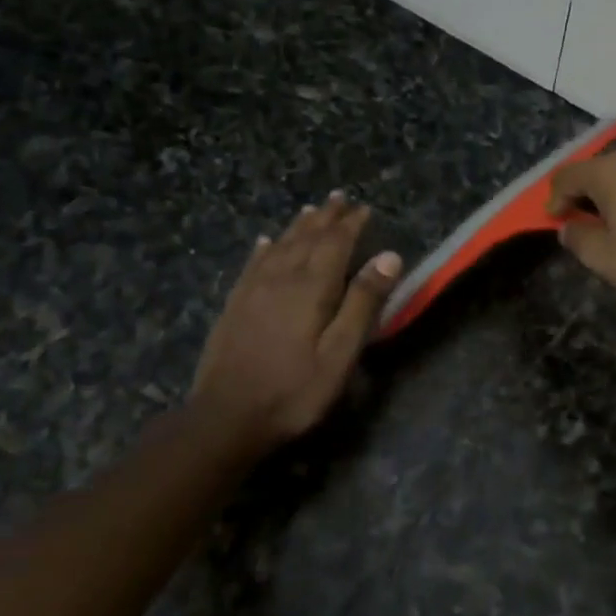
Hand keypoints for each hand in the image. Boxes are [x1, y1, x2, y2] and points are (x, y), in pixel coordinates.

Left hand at [189, 193, 402, 454]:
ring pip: (279, 246)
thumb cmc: (294, 390)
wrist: (226, 418)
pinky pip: (252, 264)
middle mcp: (281, 279)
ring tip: (311, 211)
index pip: (335, 244)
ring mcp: (252, 290)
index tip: (364, 208)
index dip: (351, 224)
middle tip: (339, 198)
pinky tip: (264, 242)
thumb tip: (389, 257)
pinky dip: (263, 248)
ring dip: (298, 227)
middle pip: (306, 238)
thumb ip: (363, 303)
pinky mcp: (234, 306)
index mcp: (311, 288)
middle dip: (326, 217)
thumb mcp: (341, 353)